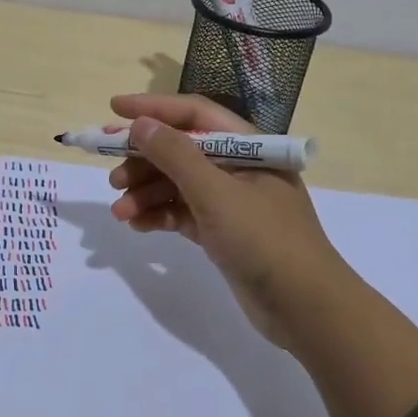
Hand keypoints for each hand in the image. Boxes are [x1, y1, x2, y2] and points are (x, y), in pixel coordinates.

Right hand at [107, 92, 357, 348]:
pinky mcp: (222, 232)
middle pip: (181, 150)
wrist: (306, 308)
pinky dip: (159, 215)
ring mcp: (231, 201)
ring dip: (146, 193)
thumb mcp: (216, 194)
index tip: (114, 108)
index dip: (154, 108)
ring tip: (119, 211)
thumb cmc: (265, 240)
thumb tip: (141, 124)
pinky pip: (182, 212)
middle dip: (144, 159)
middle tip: (111, 175)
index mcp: (248, 146)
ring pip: (178, 184)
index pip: (194, 114)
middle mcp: (239, 167)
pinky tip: (137, 224)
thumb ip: (176, 156)